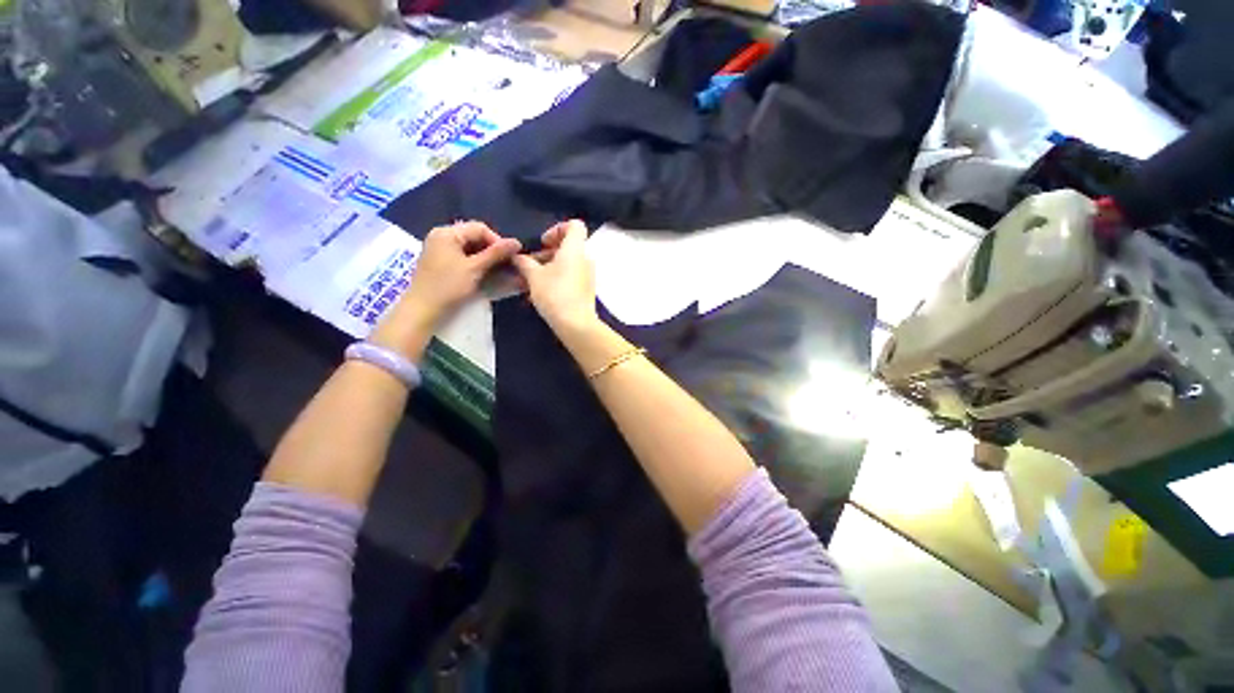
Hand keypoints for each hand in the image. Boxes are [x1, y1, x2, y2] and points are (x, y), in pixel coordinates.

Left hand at [371, 221, 519, 357]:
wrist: (423, 309)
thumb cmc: (448, 287)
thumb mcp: (475, 268)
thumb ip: (496, 254)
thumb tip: (517, 242)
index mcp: (447, 233)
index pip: (480, 228)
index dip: (498, 241)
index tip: (510, 258)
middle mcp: (442, 236)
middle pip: (474, 236)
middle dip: (492, 250)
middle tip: (506, 265)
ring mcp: (439, 248)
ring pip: (470, 247)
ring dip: (486, 257)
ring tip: (498, 270)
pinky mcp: (440, 261)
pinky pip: (463, 255)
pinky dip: (476, 262)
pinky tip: (484, 273)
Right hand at [511, 220, 596, 336]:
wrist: (576, 324)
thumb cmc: (555, 294)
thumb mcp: (534, 276)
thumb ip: (524, 262)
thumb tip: (518, 256)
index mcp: (575, 249)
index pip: (575, 225)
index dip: (557, 229)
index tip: (543, 242)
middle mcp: (585, 259)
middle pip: (568, 246)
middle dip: (547, 252)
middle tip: (531, 264)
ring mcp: (588, 275)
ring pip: (568, 263)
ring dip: (549, 267)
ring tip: (530, 281)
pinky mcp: (586, 289)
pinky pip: (571, 276)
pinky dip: (557, 278)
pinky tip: (541, 292)